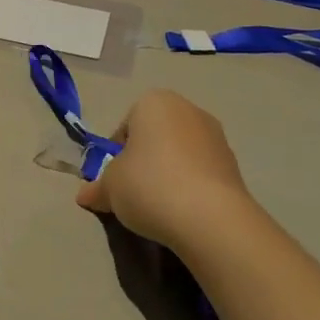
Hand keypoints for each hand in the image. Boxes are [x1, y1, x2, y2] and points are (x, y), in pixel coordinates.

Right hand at [76, 89, 256, 253]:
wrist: (211, 217)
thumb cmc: (150, 186)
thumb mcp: (110, 188)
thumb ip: (97, 188)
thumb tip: (85, 196)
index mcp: (153, 102)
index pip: (125, 128)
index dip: (116, 157)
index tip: (115, 183)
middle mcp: (187, 109)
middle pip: (155, 137)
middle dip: (144, 161)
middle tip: (135, 193)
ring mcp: (215, 134)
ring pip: (179, 153)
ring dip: (169, 173)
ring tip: (162, 206)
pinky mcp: (233, 162)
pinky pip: (201, 170)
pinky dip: (191, 185)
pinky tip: (185, 211)